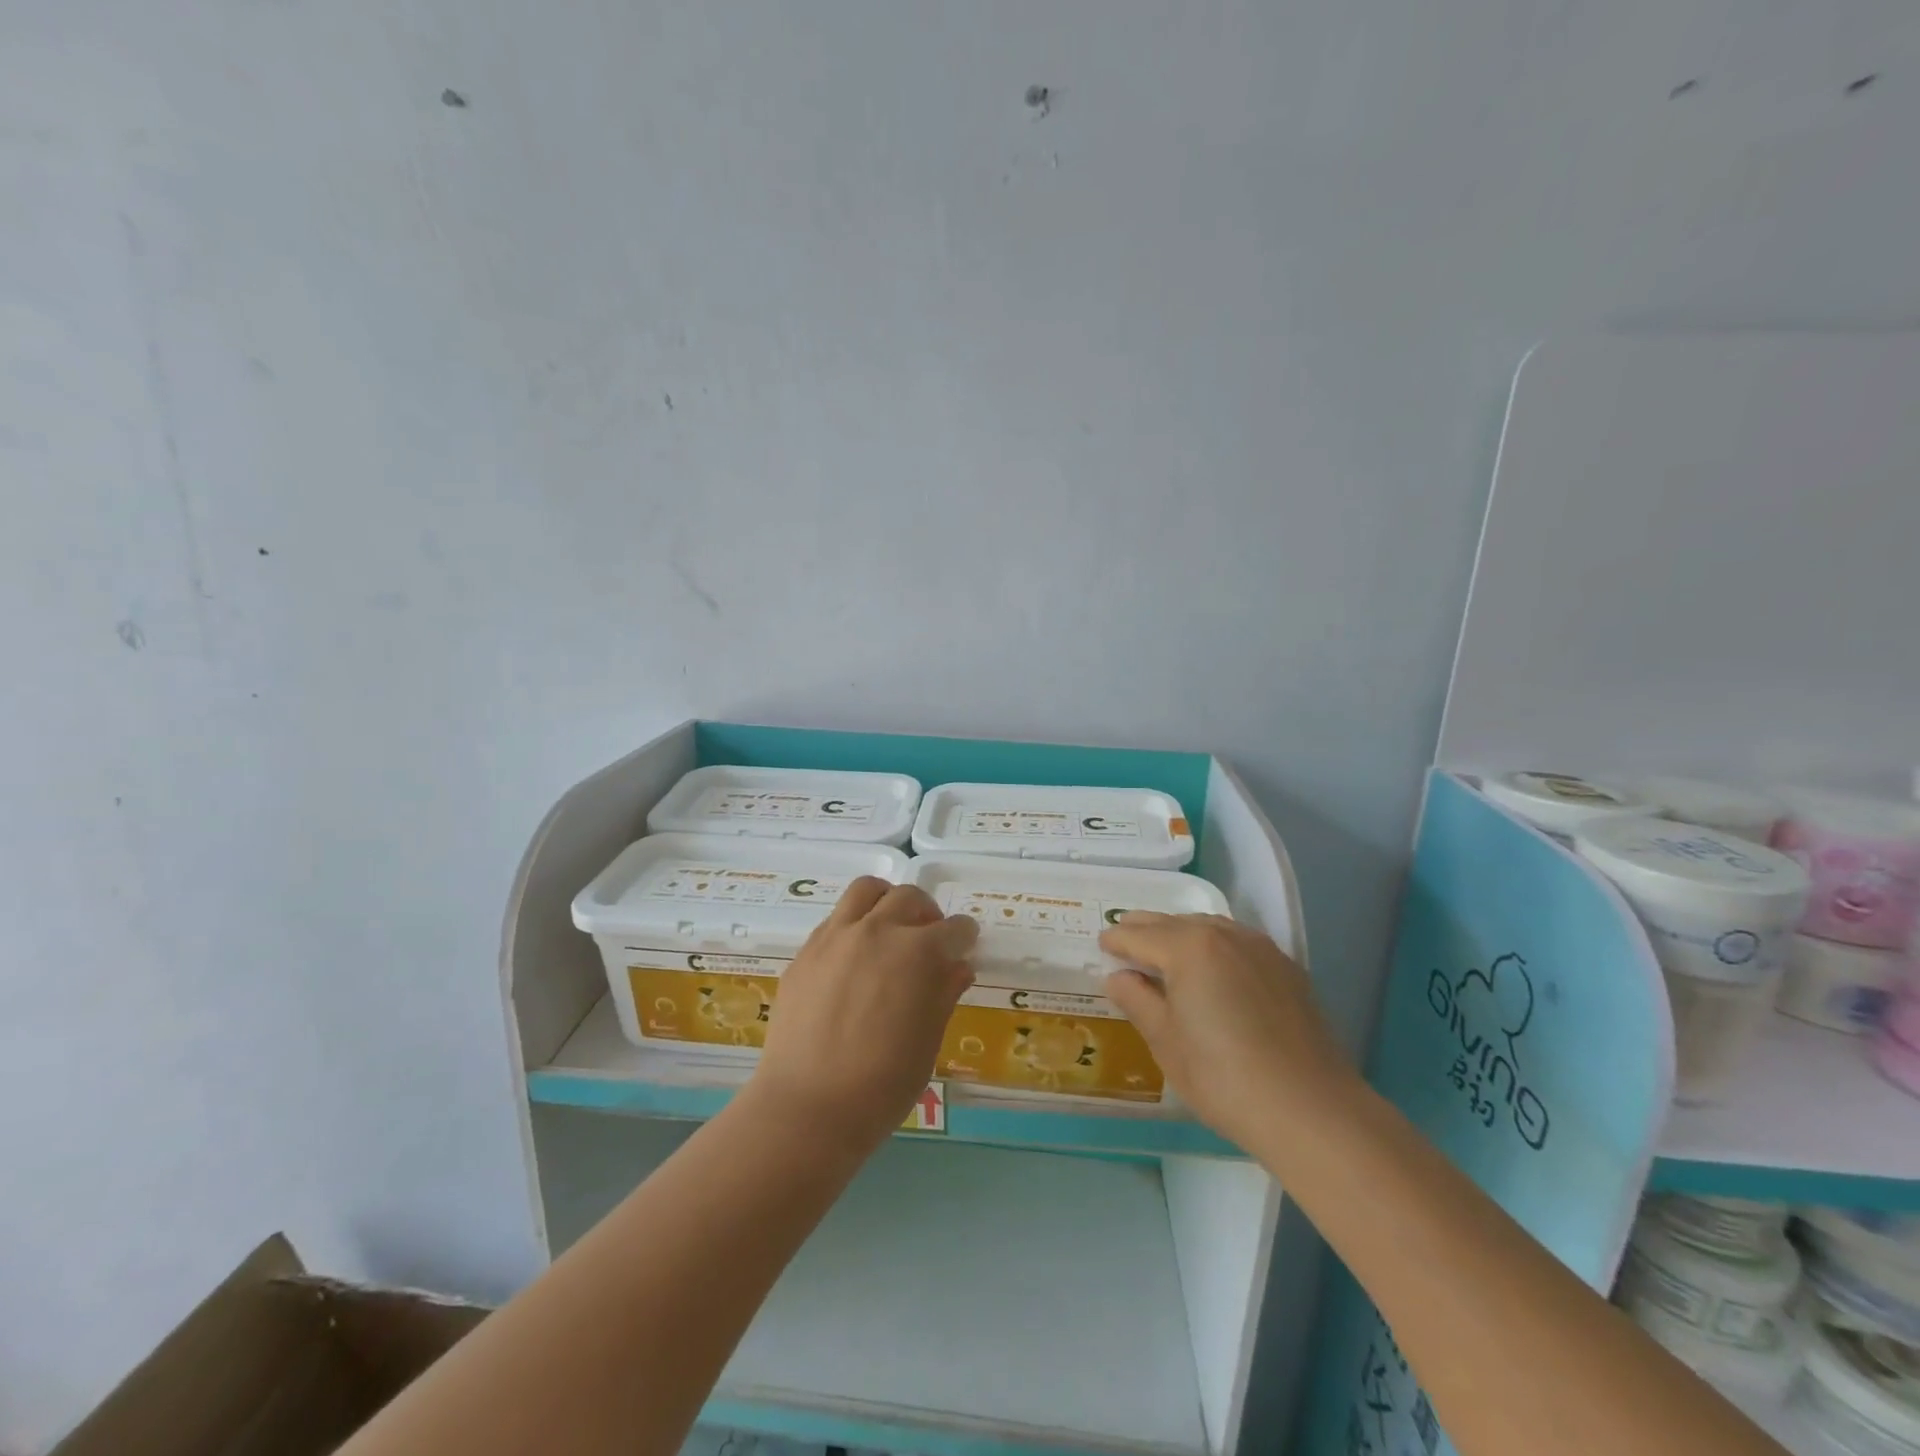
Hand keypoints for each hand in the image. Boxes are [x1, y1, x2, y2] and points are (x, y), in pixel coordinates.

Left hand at [750, 878, 977, 1151]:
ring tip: (890, 928)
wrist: (808, 1107)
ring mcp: (836, 936)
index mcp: (917, 953)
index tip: (965, 946)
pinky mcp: (806, 951)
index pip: (953, 930)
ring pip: (867, 890)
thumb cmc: (882, 1085)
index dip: (964, 937)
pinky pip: (836, 918)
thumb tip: (958, 967)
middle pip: (910, 897)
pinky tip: (855, 957)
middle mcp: (877, 931)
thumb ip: (944, 994)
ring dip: (887, 901)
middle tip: (929, 940)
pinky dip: (854, 924)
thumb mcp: (928, 1042)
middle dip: (928, 914)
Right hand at [1100, 913, 1357, 1150]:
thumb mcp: (1166, 1042)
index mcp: (1188, 947)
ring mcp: (1260, 948)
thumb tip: (1118, 977)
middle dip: (1145, 930)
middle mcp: (1224, 934)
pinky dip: (1214, 946)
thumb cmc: (1224, 1078)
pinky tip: (1212, 970)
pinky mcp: (1286, 968)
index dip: (1116, 941)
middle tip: (1124, 941)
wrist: (1311, 1110)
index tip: (1101, 945)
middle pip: (1173, 923)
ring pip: (1208, 927)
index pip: (1139, 936)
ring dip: (1181, 934)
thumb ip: (1137, 1000)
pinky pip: (1237, 942)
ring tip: (1165, 953)